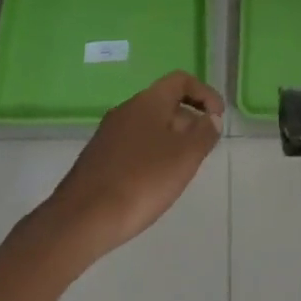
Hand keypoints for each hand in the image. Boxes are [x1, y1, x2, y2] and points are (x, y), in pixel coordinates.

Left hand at [40, 71, 223, 260]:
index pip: (181, 81)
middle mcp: (127, 109)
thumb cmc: (141, 181)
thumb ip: (204, 134)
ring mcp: (109, 133)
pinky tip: (155, 182)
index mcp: (148, 101)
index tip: (219, 117)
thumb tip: (212, 119)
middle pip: (165, 102)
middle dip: (190, 120)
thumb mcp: (184, 157)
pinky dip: (152, 153)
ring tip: (183, 167)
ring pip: (149, 125)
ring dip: (171, 138)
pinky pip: (134, 144)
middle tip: (205, 147)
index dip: (204, 94)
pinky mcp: (99, 158)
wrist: (81, 219)